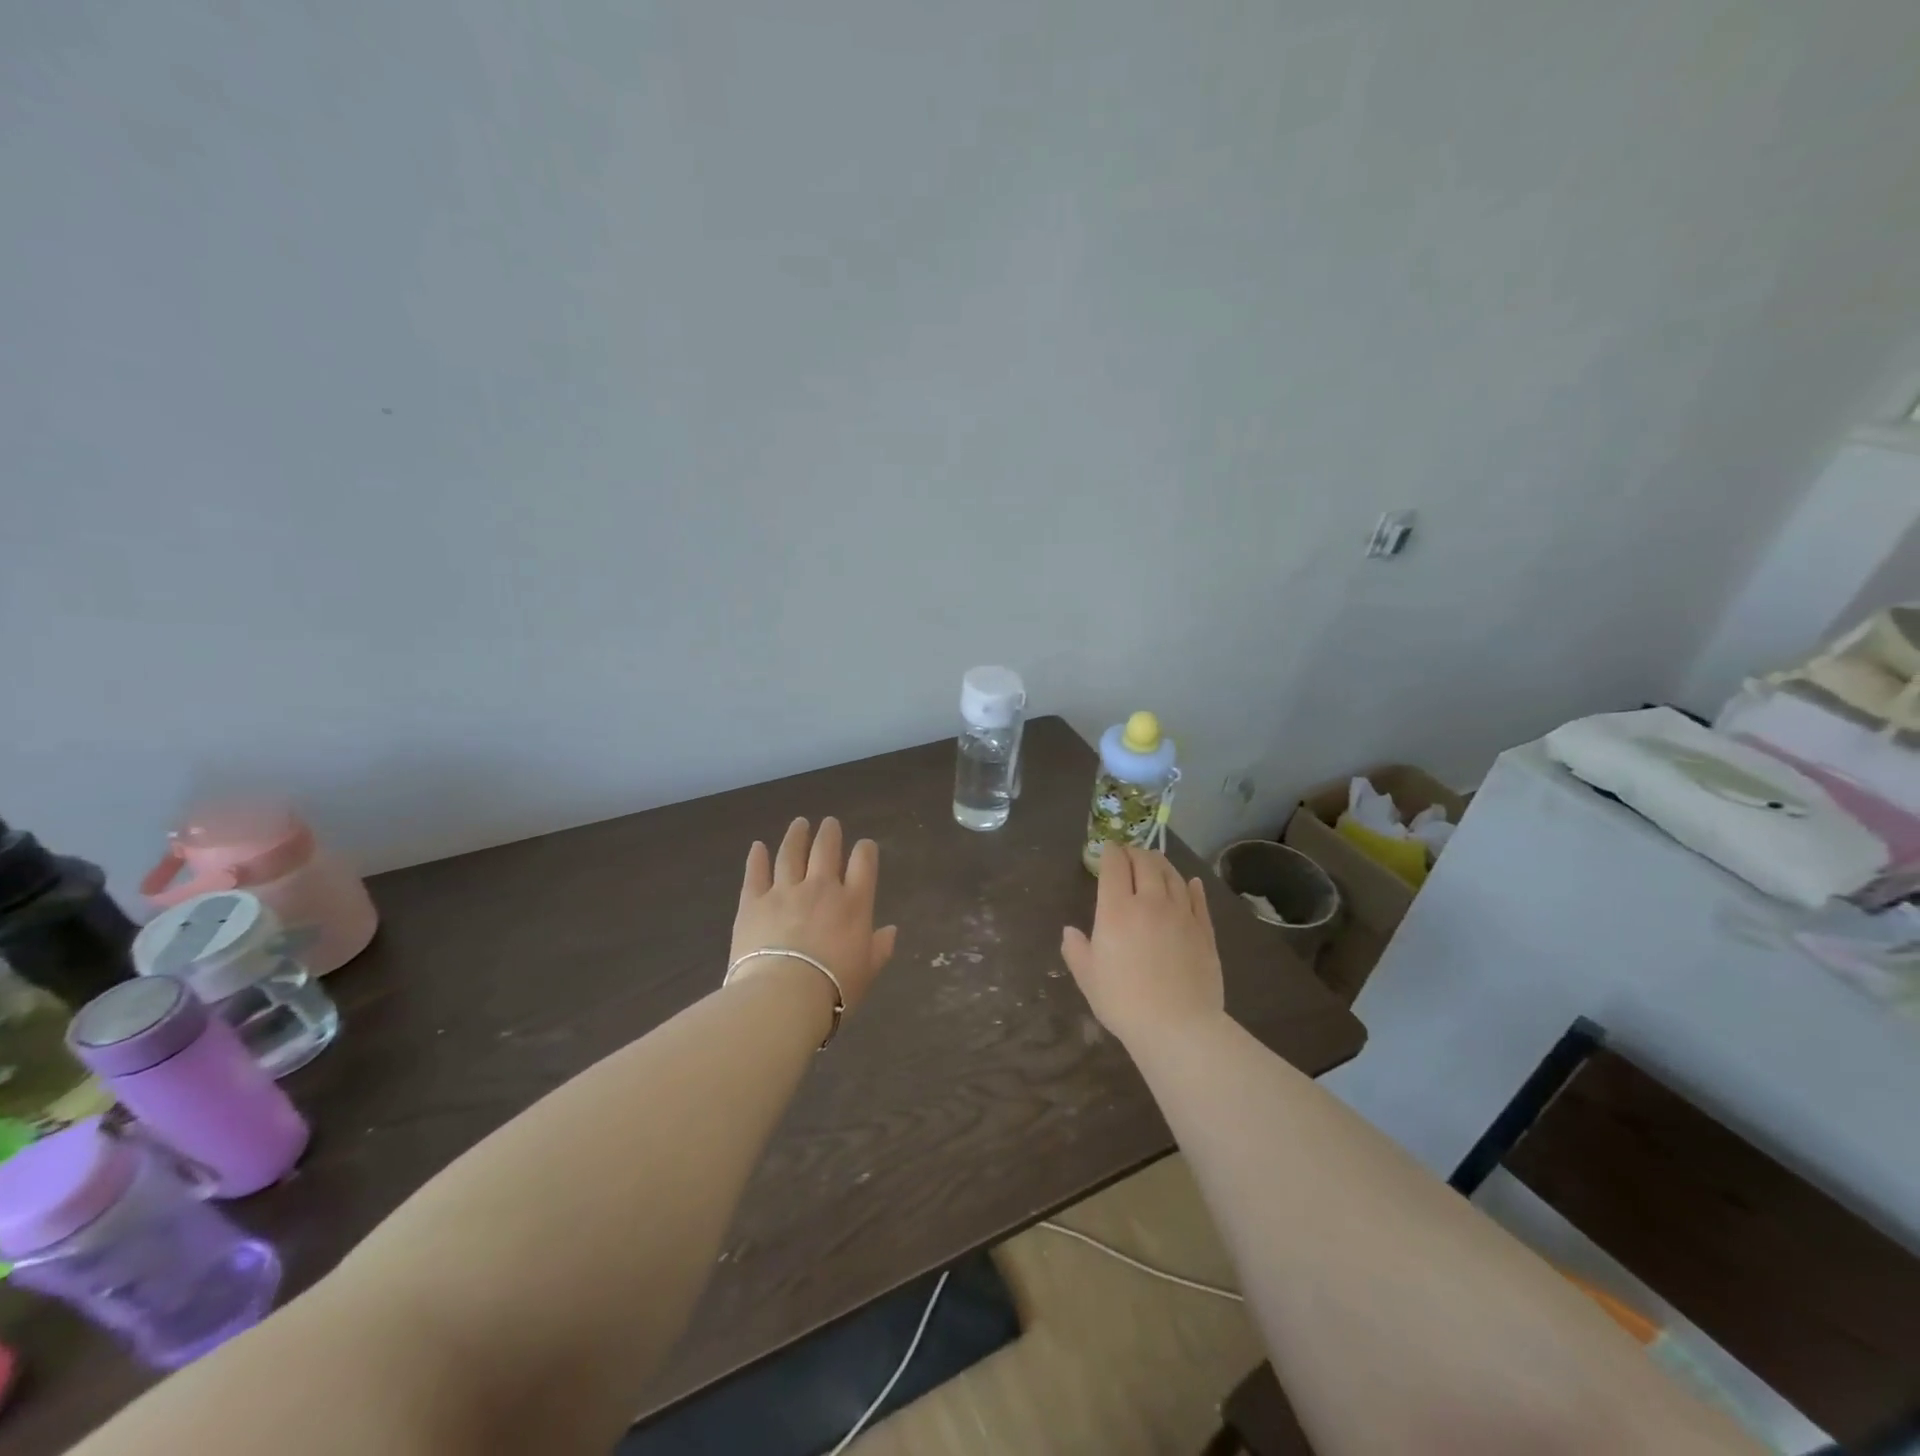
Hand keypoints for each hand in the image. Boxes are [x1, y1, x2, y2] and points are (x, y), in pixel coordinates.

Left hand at [732, 817, 897, 1014]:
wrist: (784, 996)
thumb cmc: (834, 988)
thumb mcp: (868, 971)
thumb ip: (880, 947)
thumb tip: (891, 930)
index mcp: (854, 903)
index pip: (864, 863)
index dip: (865, 850)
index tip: (864, 846)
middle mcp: (821, 888)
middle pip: (826, 850)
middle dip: (829, 833)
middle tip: (829, 823)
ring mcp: (785, 891)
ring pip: (791, 854)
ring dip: (796, 836)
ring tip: (799, 823)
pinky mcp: (753, 902)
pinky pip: (755, 873)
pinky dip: (757, 858)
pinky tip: (757, 846)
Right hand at [1060, 844, 1224, 1050]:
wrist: (1177, 1026)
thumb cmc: (1124, 1001)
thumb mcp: (1088, 977)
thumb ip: (1076, 950)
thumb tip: (1069, 931)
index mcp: (1116, 910)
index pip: (1114, 866)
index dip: (1110, 852)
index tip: (1108, 849)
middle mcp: (1150, 902)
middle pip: (1146, 863)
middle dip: (1136, 853)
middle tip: (1130, 854)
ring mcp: (1181, 914)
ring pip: (1172, 875)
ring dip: (1161, 863)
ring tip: (1156, 861)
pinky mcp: (1204, 930)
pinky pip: (1198, 899)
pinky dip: (1192, 885)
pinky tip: (1191, 882)